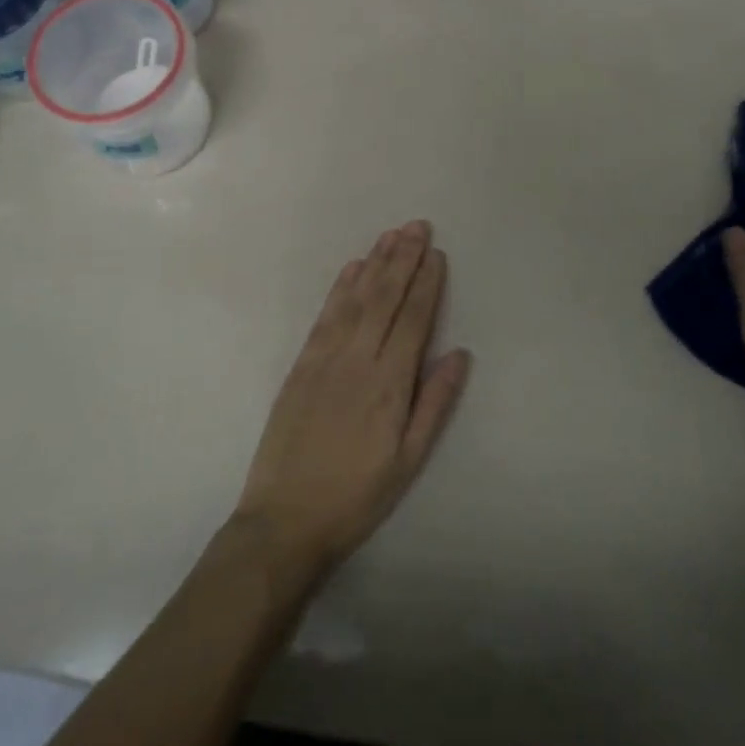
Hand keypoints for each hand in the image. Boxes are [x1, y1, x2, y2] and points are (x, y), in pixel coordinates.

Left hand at [233, 220, 471, 582]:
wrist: (284, 519)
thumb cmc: (357, 496)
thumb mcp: (409, 461)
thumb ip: (435, 404)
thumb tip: (460, 354)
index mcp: (389, 384)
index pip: (413, 319)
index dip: (426, 284)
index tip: (437, 254)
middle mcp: (358, 359)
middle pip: (385, 298)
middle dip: (404, 259)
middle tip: (418, 226)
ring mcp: (326, 357)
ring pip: (356, 298)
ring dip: (375, 263)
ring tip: (391, 235)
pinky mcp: (301, 364)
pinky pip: (326, 316)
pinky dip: (341, 287)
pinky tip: (353, 267)